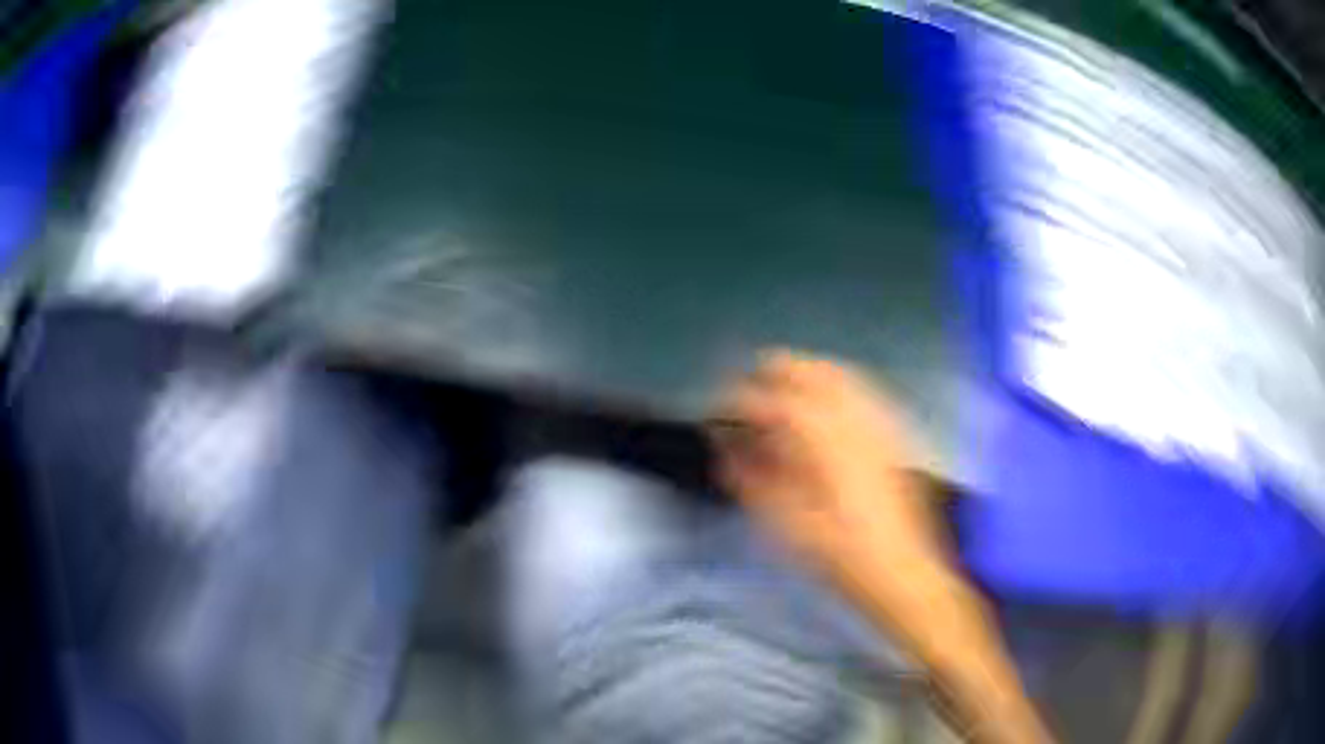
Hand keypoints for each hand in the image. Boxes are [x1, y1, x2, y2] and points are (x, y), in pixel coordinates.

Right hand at [711, 350, 1053, 743]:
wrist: (903, 572)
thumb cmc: (841, 556)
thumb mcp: (786, 526)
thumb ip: (753, 481)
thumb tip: (728, 451)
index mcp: (822, 442)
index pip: (771, 401)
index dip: (739, 400)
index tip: (719, 412)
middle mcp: (854, 419)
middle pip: (808, 369)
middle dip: (772, 373)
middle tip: (747, 393)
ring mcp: (880, 423)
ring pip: (838, 373)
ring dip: (803, 375)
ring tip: (780, 391)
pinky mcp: (895, 434)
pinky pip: (862, 391)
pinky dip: (835, 386)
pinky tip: (825, 406)